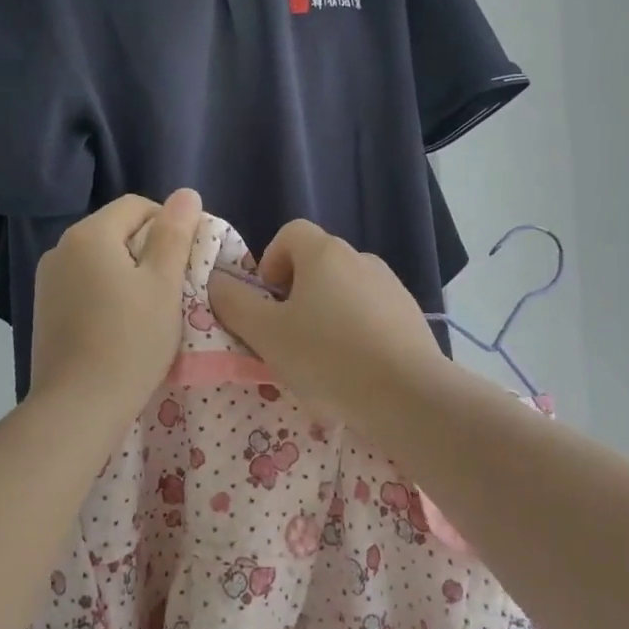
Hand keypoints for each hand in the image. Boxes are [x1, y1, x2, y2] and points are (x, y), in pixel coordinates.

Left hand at [28, 189, 202, 421]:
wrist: (78, 406)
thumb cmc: (130, 340)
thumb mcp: (163, 284)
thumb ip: (174, 234)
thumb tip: (186, 194)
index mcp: (89, 234)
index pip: (136, 206)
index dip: (169, 224)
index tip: (186, 261)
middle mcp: (61, 249)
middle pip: (116, 231)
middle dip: (149, 251)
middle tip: (174, 288)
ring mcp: (48, 281)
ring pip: (100, 260)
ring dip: (128, 274)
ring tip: (149, 310)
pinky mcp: (44, 310)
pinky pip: (84, 285)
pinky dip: (107, 294)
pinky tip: (120, 326)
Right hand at [206, 219, 447, 419]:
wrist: (409, 395)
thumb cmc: (327, 357)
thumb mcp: (266, 334)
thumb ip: (234, 303)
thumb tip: (217, 281)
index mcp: (324, 253)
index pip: (290, 233)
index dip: (270, 262)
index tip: (267, 302)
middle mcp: (360, 258)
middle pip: (316, 263)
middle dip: (295, 294)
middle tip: (287, 337)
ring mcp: (391, 285)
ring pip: (344, 290)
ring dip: (326, 314)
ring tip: (321, 360)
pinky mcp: (411, 315)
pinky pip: (371, 313)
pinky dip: (356, 331)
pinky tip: (355, 369)